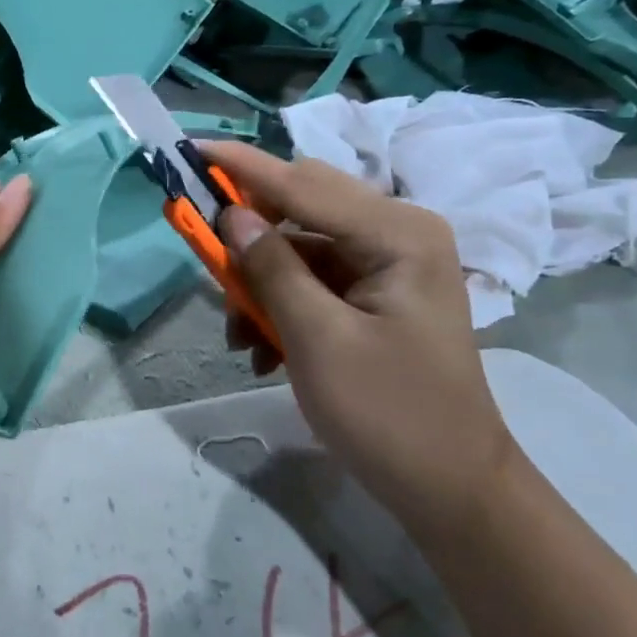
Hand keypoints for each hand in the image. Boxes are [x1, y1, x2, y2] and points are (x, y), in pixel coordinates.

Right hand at [203, 141, 517, 518]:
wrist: (448, 486)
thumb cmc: (387, 413)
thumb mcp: (317, 340)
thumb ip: (272, 270)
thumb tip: (230, 215)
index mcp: (397, 234)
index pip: (303, 185)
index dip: (241, 168)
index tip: (189, 150)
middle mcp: (397, 234)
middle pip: (301, 208)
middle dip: (247, 237)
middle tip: (204, 260)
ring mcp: (388, 265)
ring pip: (299, 249)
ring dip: (260, 285)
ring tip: (241, 340)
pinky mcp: (376, 295)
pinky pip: (312, 282)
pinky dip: (280, 307)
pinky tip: (264, 352)